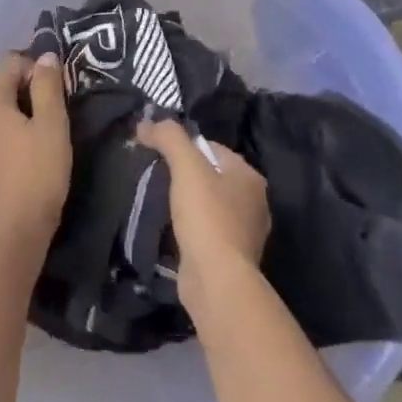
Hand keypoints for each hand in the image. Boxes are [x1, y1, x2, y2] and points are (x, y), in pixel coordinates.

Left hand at [0, 52, 69, 258]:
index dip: (31, 69)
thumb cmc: (38, 175)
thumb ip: (48, 88)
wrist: (11, 232)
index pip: (8, 64)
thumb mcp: (53, 128)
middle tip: (37, 112)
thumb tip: (44, 57)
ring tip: (11, 130)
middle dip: (10, 90)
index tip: (51, 89)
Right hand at [134, 116, 269, 303]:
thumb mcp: (186, 166)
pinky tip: (174, 231)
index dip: (183, 148)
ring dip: (188, 203)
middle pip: (211, 176)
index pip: (212, 148)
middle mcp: (255, 202)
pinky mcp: (232, 256)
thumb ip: (168, 137)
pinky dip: (191, 228)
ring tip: (161, 205)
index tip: (158, 156)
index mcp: (249, 176)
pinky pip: (207, 230)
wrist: (216, 279)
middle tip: (156, 179)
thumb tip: (147, 123)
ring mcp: (246, 232)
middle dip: (185, 176)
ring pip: (210, 204)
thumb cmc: (206, 216)